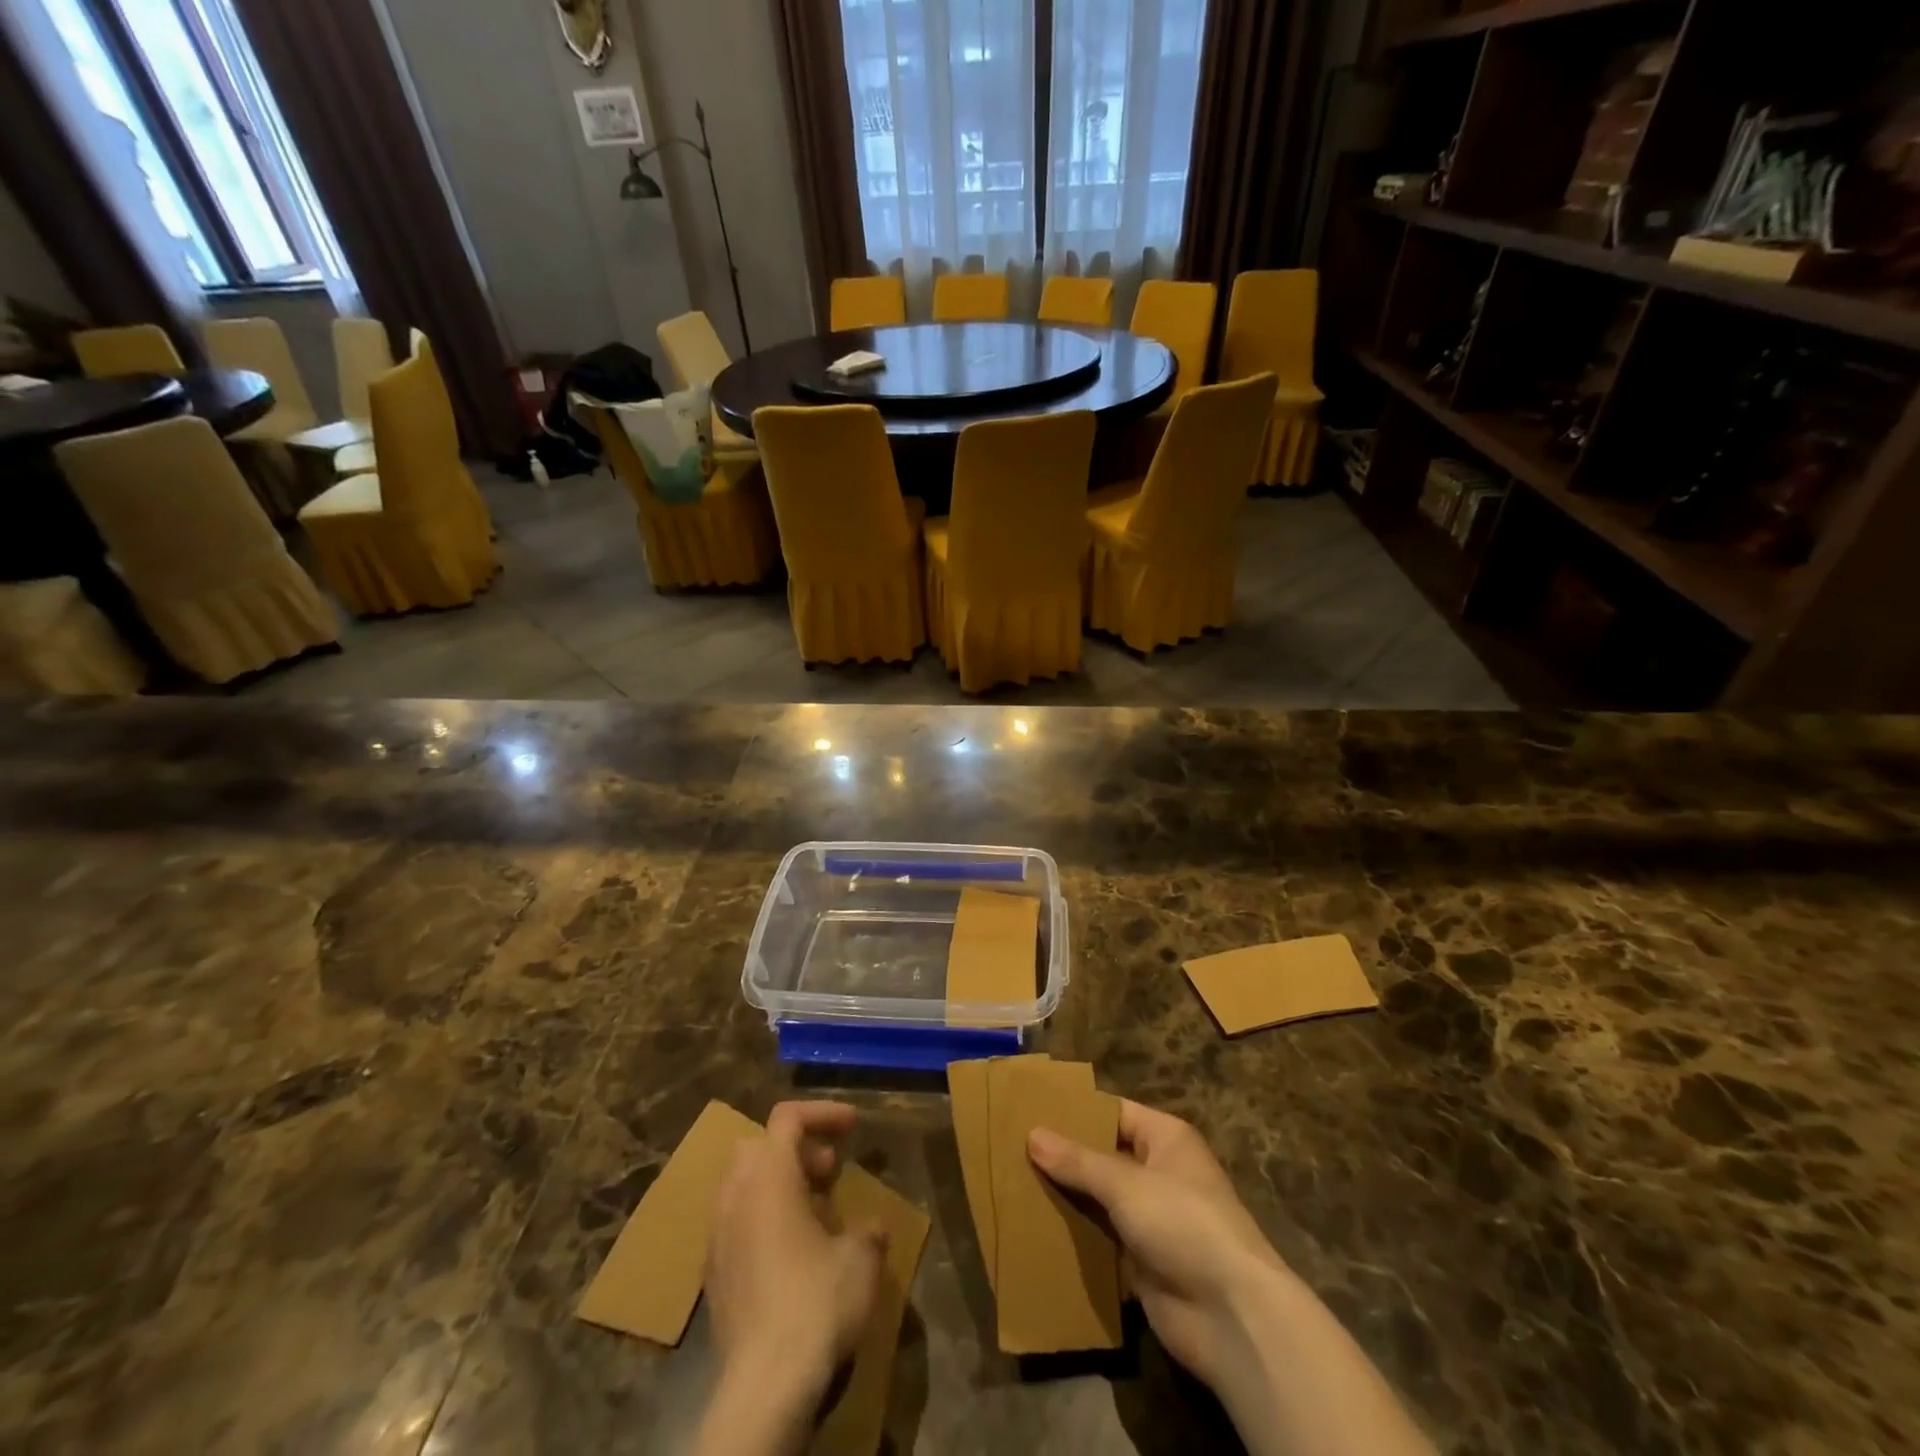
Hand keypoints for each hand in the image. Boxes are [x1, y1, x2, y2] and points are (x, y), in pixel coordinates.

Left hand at [703, 1102, 888, 1429]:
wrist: (764, 1386)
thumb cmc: (816, 1302)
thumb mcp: (861, 1258)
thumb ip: (867, 1230)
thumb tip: (871, 1229)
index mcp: (769, 1176)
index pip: (788, 1117)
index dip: (822, 1113)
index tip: (853, 1127)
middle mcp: (735, 1196)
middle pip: (759, 1146)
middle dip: (797, 1149)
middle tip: (830, 1171)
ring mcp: (717, 1236)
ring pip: (744, 1185)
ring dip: (779, 1185)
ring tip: (815, 1212)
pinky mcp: (713, 1276)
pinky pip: (736, 1224)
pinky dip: (763, 1219)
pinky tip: (793, 1254)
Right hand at [1028, 1099, 1283, 1389]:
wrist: (1231, 1315)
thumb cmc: (1183, 1223)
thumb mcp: (1126, 1184)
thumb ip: (1078, 1161)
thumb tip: (1032, 1135)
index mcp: (1165, 1138)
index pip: (1113, 1112)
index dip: (1076, 1110)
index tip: (1031, 1108)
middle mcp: (1158, 1171)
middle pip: (1103, 1155)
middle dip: (1064, 1155)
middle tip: (1012, 1146)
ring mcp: (1151, 1217)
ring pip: (1099, 1197)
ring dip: (1066, 1195)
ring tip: (1013, 1182)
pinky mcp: (1141, 1259)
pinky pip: (1101, 1237)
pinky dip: (1074, 1233)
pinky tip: (1035, 1228)